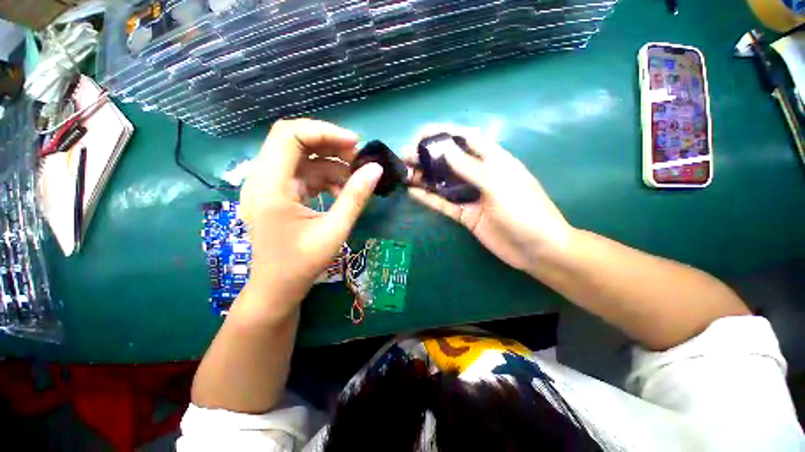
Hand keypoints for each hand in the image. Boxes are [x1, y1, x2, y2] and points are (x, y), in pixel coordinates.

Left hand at [239, 119, 382, 315]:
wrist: (278, 288)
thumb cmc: (302, 263)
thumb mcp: (335, 229)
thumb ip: (356, 197)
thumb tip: (376, 169)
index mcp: (270, 186)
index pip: (289, 135)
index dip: (324, 131)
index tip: (355, 143)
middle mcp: (263, 179)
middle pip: (295, 142)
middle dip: (330, 146)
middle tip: (358, 160)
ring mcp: (269, 186)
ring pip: (302, 159)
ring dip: (331, 165)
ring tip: (354, 181)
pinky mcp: (278, 194)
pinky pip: (304, 175)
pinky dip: (325, 178)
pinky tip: (340, 192)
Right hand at [408, 134, 572, 272]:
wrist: (537, 249)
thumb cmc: (525, 211)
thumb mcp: (498, 184)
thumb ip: (470, 167)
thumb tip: (445, 148)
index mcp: (493, 160)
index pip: (466, 139)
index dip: (444, 133)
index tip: (421, 134)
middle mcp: (479, 175)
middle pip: (450, 161)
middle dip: (428, 157)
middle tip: (404, 157)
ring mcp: (471, 196)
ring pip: (443, 183)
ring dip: (424, 177)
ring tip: (403, 173)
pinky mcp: (465, 214)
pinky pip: (444, 204)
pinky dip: (429, 199)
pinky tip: (413, 193)